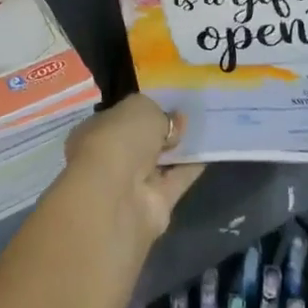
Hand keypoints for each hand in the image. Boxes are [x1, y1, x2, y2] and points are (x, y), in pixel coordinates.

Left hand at [63, 94, 204, 244]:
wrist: (117, 197)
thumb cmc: (119, 140)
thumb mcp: (140, 108)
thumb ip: (158, 113)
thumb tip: (173, 122)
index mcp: (96, 131)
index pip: (120, 118)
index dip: (142, 111)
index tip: (166, 102)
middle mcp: (111, 158)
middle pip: (140, 142)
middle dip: (161, 131)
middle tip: (189, 114)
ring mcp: (132, 184)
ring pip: (159, 162)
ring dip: (178, 149)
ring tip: (205, 128)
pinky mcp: (155, 205)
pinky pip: (177, 180)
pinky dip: (192, 168)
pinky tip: (210, 151)